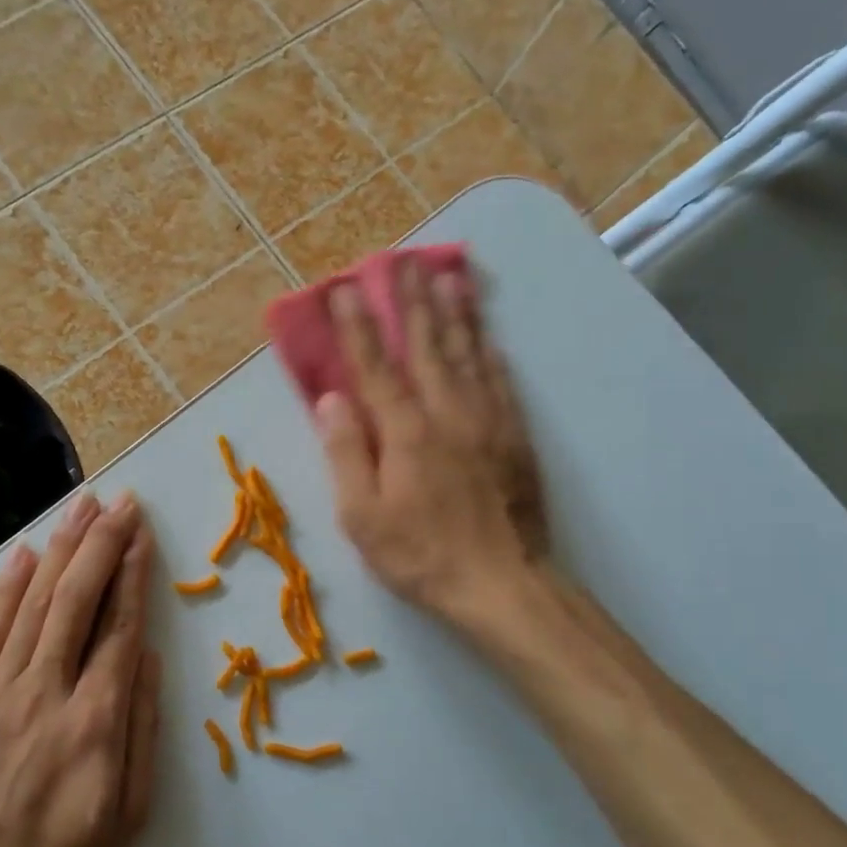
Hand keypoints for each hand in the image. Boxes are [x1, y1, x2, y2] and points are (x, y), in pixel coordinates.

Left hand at [0, 492, 159, 846]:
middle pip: (78, 599)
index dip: (132, 573)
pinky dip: (8, 586)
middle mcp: (47, 689)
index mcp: (95, 719)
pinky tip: (24, 551)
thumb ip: (141, 730)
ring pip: (36, 602)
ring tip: (82, 506)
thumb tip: (145, 656)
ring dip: (62, 548)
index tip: (142, 533)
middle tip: (121, 501)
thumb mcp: (127, 816)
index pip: (119, 627)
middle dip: (102, 543)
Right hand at [316, 259, 547, 625]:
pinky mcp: (515, 437)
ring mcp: (487, 421)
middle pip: (427, 346)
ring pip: (469, 354)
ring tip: (449, 276)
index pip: (376, 366)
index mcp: (405, 432)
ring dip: (456, 313)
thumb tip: (331, 400)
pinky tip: (488, 336)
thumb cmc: (421, 555)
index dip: (358, 326)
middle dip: (412, 301)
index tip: (346, 288)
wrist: (503, 585)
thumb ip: (346, 453)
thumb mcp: (363, 517)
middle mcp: (447, 413)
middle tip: (405, 261)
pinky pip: (501, 382)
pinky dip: (491, 353)